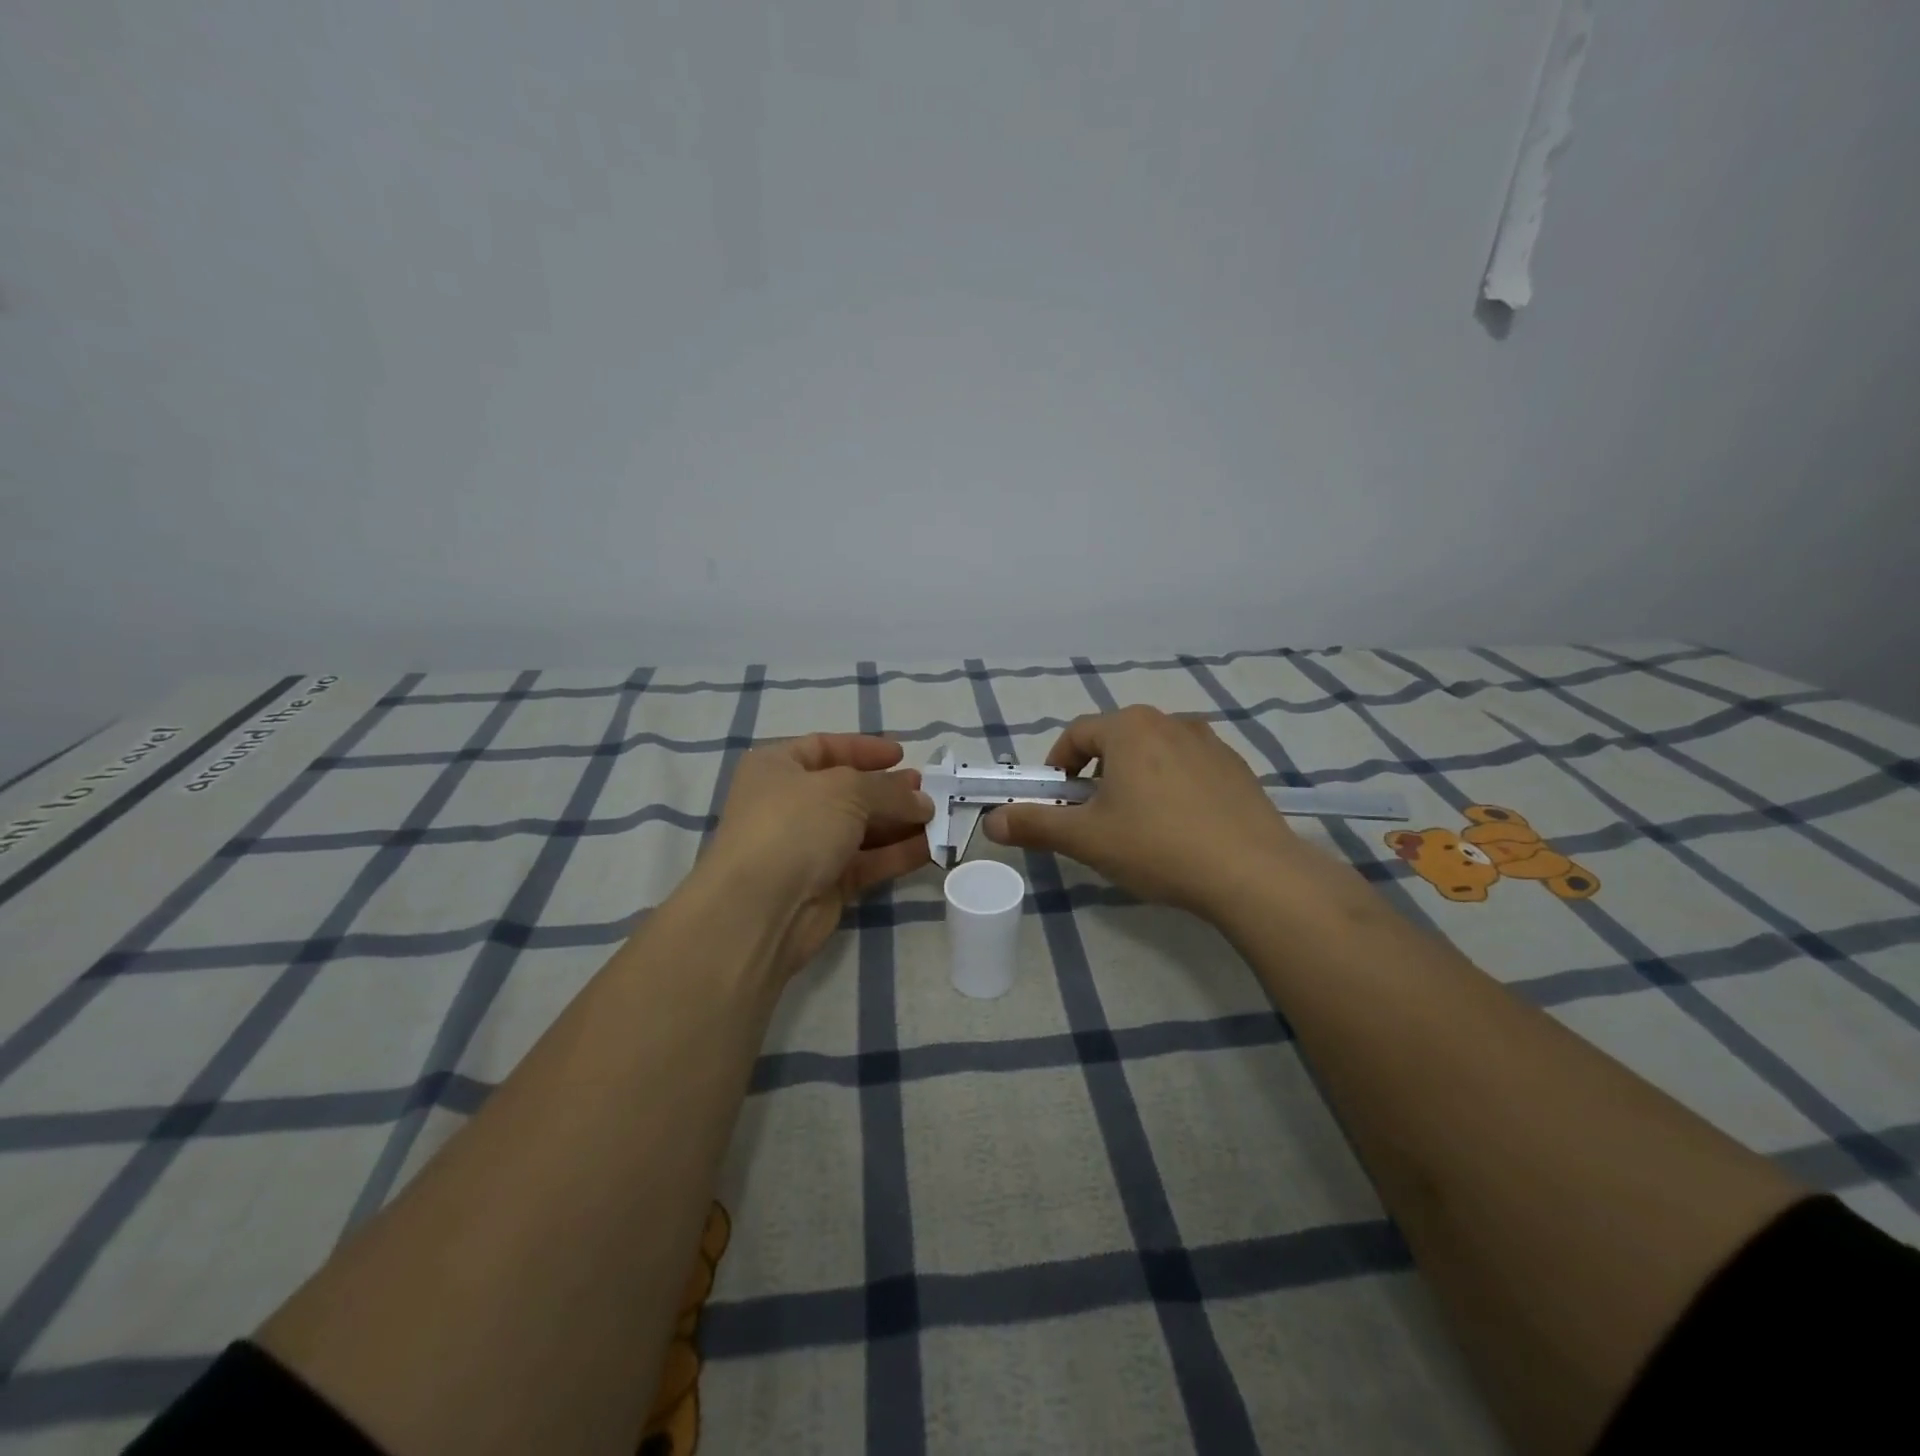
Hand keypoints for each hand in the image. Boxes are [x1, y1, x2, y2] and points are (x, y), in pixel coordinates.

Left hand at [704, 734, 933, 976]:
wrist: (761, 908)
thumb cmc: (795, 825)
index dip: (863, 749)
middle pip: (847, 791)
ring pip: (861, 829)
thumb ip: (889, 790)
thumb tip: (923, 801)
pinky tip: (930, 848)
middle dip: (889, 790)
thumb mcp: (847, 790)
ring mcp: (806, 847)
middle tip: (927, 791)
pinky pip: (866, 862)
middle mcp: (788, 804)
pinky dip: (896, 854)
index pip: (824, 747)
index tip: (901, 755)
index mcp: (776, 768)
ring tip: (937, 818)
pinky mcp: (824, 884)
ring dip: (899, 823)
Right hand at [982, 706, 1306, 917]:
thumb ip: (1035, 825)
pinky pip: (1189, 767)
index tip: (1057, 800)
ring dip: (1135, 778)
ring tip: (1138, 823)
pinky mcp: (1237, 767)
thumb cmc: (1158, 846)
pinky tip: (1180, 827)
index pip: (1076, 734)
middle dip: (1096, 773)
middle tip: (1095, 816)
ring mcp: (1209, 742)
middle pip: (1116, 739)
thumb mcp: (1087, 839)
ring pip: (1154, 752)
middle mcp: (1169, 721)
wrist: (1253, 873)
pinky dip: (1173, 787)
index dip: (1057, 766)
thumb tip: (991, 821)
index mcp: (1129, 728)